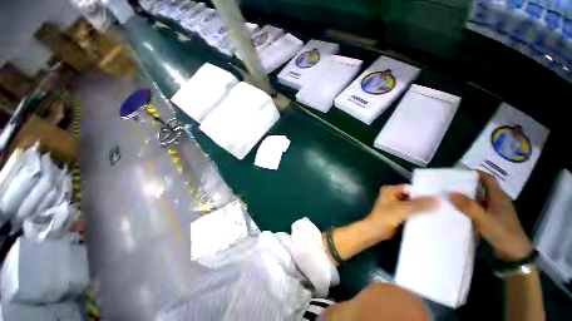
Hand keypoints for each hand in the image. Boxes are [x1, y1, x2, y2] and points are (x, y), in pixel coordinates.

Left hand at [366, 184, 437, 241]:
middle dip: (424, 201)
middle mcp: (392, 195)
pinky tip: (432, 218)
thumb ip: (420, 205)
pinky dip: (418, 215)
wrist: (375, 231)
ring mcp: (395, 205)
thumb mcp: (403, 209)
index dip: (423, 192)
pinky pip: (410, 212)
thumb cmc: (386, 217)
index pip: (410, 188)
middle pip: (412, 196)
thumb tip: (438, 199)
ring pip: (412, 205)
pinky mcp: (398, 214)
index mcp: (390, 190)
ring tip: (440, 212)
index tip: (439, 197)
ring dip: (422, 209)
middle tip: (442, 205)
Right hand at [450, 171, 531, 260]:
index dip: (476, 173)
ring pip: (480, 199)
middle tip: (451, 186)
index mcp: (498, 196)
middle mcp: (498, 201)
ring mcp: (496, 210)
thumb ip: (468, 206)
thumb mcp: (484, 219)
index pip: (488, 179)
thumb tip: (451, 192)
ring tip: (452, 198)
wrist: (514, 252)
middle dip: (468, 186)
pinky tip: (460, 211)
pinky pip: (479, 209)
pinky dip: (470, 208)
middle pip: (482, 188)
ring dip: (468, 198)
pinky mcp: (493, 219)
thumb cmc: (502, 232)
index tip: (460, 174)